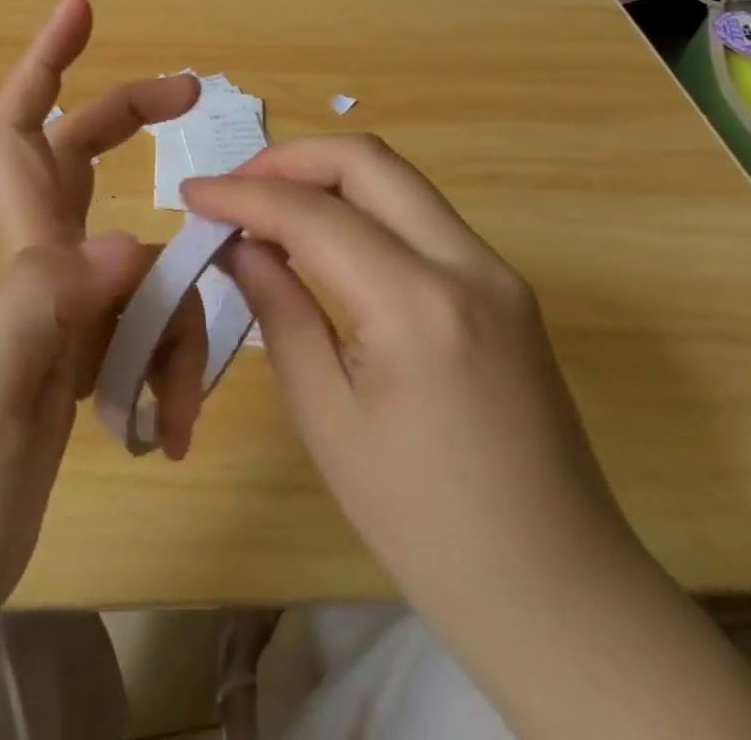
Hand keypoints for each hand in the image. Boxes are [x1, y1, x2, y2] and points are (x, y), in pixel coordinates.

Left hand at [0, 0, 208, 457]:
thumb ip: (39, 308)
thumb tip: (130, 242)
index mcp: (18, 258)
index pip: (22, 134)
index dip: (45, 65)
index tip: (80, 9)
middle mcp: (42, 268)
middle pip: (86, 160)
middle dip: (134, 116)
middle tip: (194, 98)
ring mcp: (66, 314)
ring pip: (144, 265)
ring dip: (180, 318)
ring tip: (177, 404)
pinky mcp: (85, 362)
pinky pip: (151, 331)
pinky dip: (175, 368)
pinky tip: (166, 430)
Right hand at [181, 135, 628, 616]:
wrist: (558, 591)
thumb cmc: (423, 523)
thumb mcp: (326, 418)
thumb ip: (279, 310)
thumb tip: (239, 245)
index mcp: (418, 306)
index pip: (314, 213)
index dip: (244, 194)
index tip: (192, 192)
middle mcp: (467, 264)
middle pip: (367, 159)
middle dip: (289, 159)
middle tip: (234, 189)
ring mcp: (496, 269)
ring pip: (396, 178)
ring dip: (325, 177)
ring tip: (267, 209)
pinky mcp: (503, 284)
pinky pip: (418, 214)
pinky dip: (361, 205)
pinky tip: (323, 238)